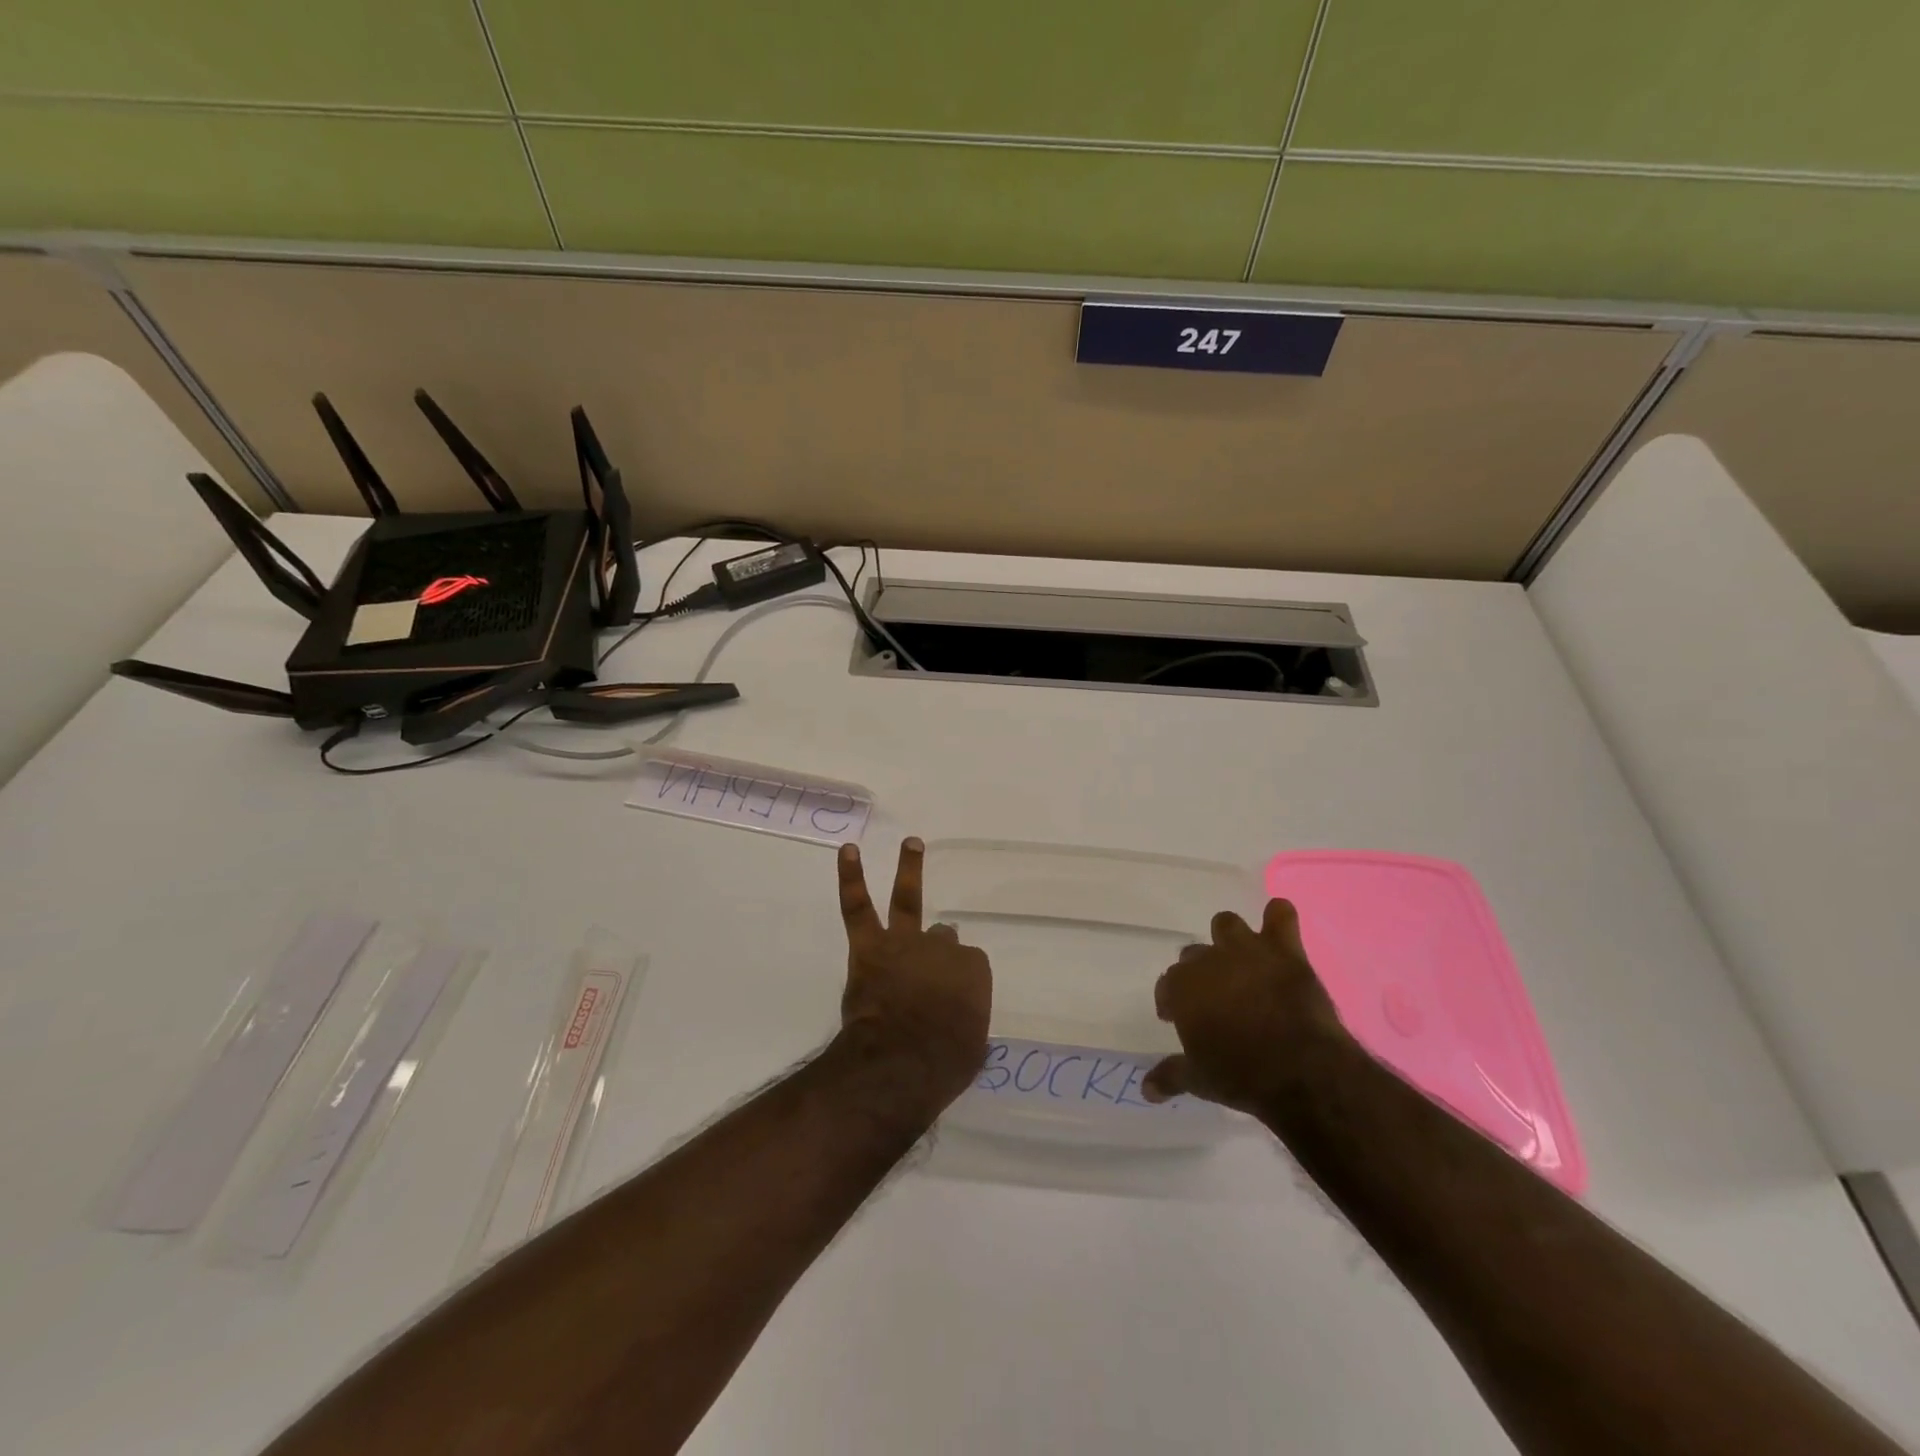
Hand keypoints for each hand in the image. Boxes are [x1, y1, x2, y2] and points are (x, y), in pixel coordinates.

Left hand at [835, 837, 991, 1117]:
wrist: (901, 1061)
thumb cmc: (943, 1063)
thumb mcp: (970, 1049)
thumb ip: (964, 1029)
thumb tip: (956, 1028)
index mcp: (973, 973)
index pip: (968, 967)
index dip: (957, 983)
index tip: (950, 1002)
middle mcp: (943, 949)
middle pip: (943, 937)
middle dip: (939, 946)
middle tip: (932, 958)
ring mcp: (906, 943)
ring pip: (909, 899)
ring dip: (910, 868)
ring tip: (911, 843)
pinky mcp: (870, 947)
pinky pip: (858, 906)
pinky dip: (851, 877)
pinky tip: (849, 852)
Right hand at [1143, 899, 1351, 1113]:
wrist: (1302, 1071)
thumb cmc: (1242, 1076)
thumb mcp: (1200, 1081)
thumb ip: (1170, 1076)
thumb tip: (1145, 1090)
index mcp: (1182, 988)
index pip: (1167, 985)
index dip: (1172, 1003)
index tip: (1178, 1019)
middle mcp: (1209, 960)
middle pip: (1193, 955)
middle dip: (1200, 973)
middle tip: (1214, 1001)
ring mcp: (1247, 951)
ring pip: (1226, 924)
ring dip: (1230, 939)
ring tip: (1241, 962)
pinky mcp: (1285, 951)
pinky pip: (1281, 916)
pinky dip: (1278, 918)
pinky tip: (1278, 927)